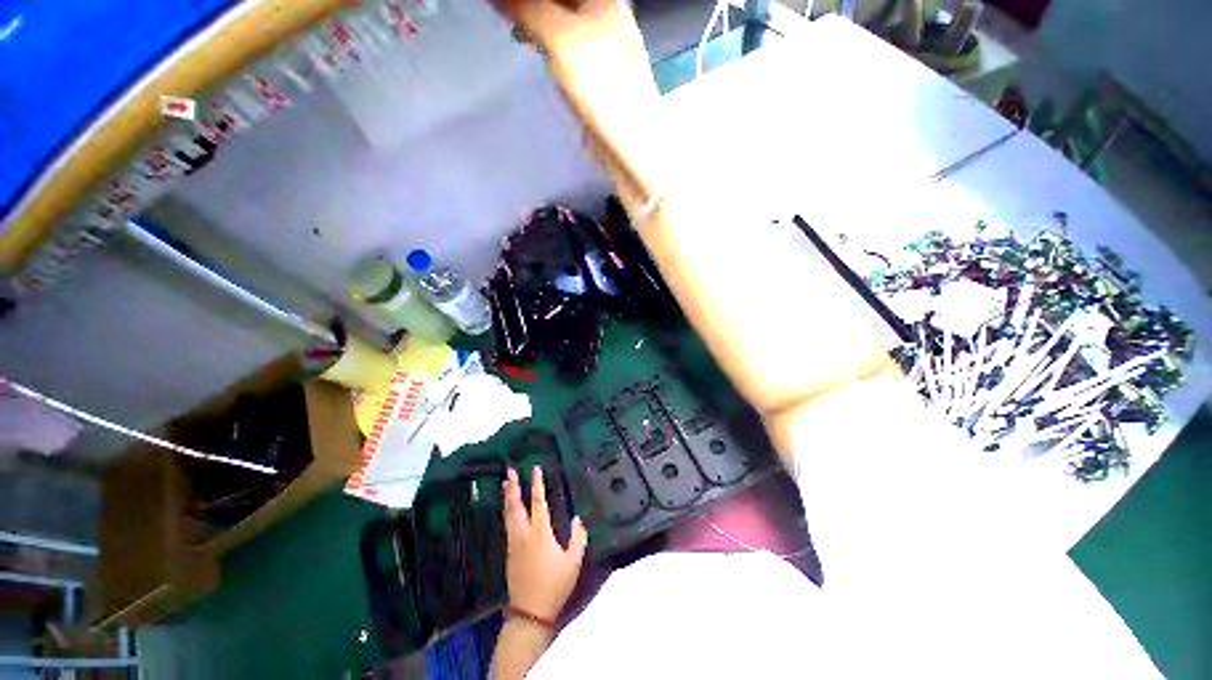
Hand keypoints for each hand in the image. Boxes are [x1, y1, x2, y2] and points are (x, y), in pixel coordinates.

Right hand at [492, 0, 664, 208]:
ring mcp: (602, 46)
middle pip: (561, 1)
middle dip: (531, 6)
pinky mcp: (596, 75)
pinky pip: (565, 44)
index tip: (505, 5)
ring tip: (513, 26)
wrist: (630, 143)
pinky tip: (533, 47)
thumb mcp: (561, 39)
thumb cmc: (602, 86)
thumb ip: (528, 8)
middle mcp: (605, 15)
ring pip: (561, 18)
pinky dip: (546, 40)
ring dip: (535, 17)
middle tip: (504, 12)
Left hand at [502, 466, 587, 620]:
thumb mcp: (573, 562)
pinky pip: (507, 525)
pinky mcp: (509, 553)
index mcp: (540, 533)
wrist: (530, 612)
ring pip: (508, 514)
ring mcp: (514, 543)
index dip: (537, 484)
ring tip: (505, 484)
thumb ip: (578, 538)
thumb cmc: (554, 585)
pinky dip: (507, 511)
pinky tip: (508, 510)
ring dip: (507, 497)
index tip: (535, 469)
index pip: (538, 502)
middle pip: (516, 505)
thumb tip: (577, 519)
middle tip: (509, 471)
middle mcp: (524, 534)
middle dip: (513, 487)